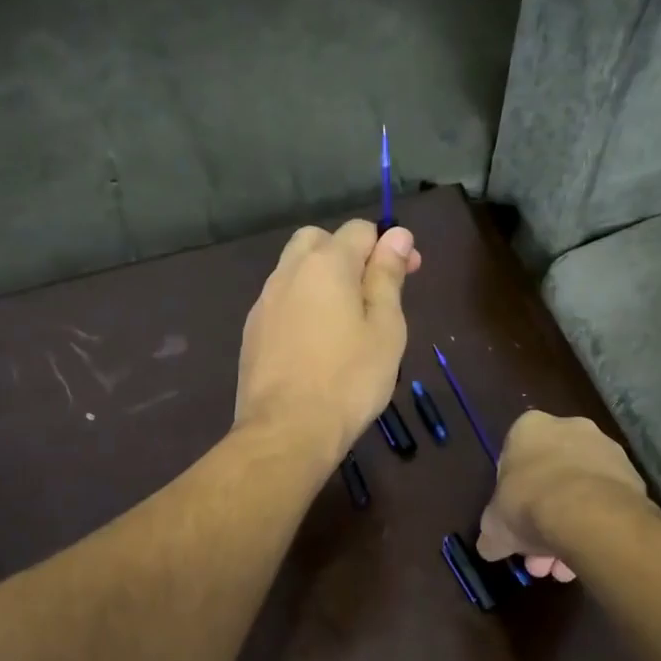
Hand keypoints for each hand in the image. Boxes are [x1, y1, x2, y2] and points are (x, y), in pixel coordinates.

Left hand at [235, 220, 421, 468]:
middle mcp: (288, 272)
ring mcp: (264, 302)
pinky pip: (281, 301)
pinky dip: (302, 306)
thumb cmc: (350, 380)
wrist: (286, 430)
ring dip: (323, 280)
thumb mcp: (385, 328)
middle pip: (319, 241)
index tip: (408, 274)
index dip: (388, 245)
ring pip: (295, 271)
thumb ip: (388, 276)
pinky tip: (316, 343)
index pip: (360, 230)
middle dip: (348, 254)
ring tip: (345, 321)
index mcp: (326, 264)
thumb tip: (397, 234)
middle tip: (372, 293)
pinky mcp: (252, 331)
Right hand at [477, 411, 647, 582]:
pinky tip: (586, 558)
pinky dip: (595, 527)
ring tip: (563, 569)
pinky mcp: (633, 475)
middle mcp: (570, 428)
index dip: (511, 495)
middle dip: (542, 520)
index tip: (512, 522)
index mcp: (529, 427)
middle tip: (538, 557)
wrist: (588, 513)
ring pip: (579, 493)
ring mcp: (606, 450)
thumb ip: (491, 533)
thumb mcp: (494, 525)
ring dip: (569, 529)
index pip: (513, 458)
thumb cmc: (529, 504)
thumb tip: (490, 546)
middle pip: (550, 477)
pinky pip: (605, 503)